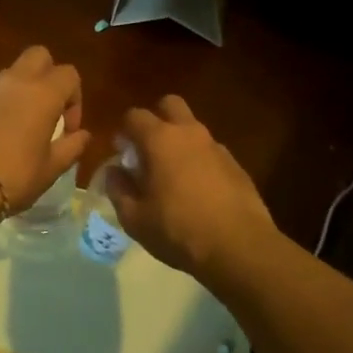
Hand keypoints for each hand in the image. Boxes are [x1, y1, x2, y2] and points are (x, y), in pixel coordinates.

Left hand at [0, 46, 90, 214]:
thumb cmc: (13, 176)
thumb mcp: (50, 169)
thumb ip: (71, 147)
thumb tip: (82, 135)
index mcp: (43, 93)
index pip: (69, 74)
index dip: (75, 99)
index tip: (68, 130)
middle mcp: (15, 81)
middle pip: (38, 56)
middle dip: (48, 75)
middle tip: (47, 110)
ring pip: (11, 73)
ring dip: (21, 90)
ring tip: (19, 126)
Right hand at [107, 95, 274, 279]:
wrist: (239, 247)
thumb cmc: (178, 230)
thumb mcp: (134, 218)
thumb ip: (118, 189)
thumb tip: (114, 171)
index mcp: (160, 139)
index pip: (134, 116)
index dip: (123, 131)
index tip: (121, 152)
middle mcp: (189, 133)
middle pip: (170, 105)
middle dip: (156, 119)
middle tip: (148, 150)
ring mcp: (216, 147)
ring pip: (193, 129)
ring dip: (179, 142)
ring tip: (172, 176)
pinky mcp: (236, 165)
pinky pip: (210, 152)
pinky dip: (199, 162)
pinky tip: (198, 192)